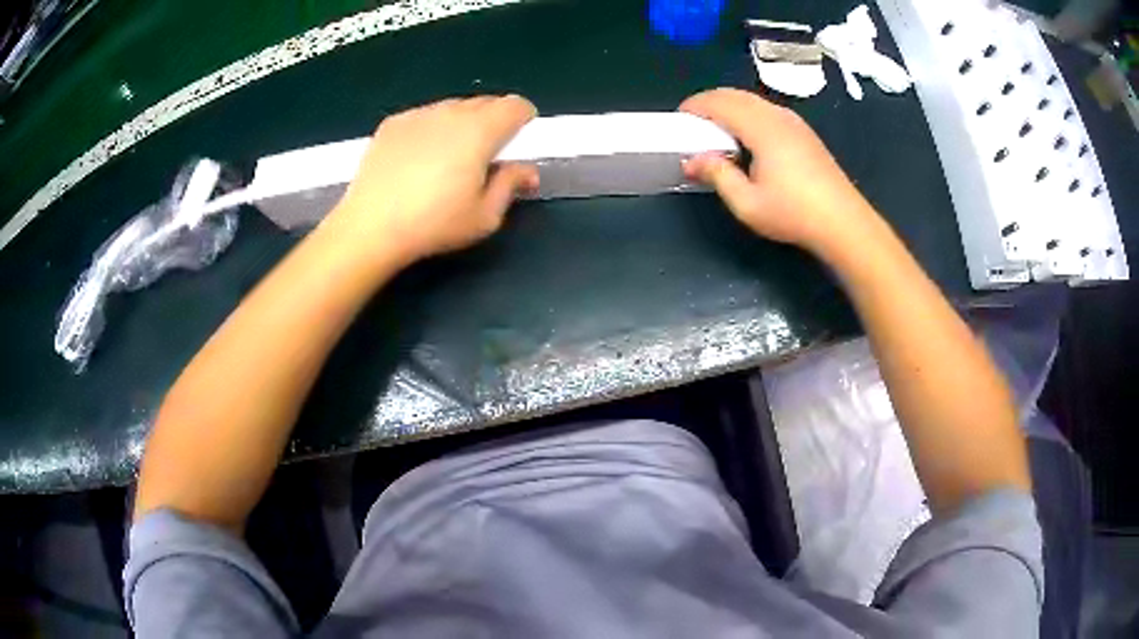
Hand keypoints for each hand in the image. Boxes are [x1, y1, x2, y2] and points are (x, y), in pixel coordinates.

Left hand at [326, 95, 538, 268]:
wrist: (370, 227)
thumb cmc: (434, 225)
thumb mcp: (484, 216)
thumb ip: (511, 185)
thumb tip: (528, 170)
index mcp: (480, 131)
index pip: (514, 106)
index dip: (524, 116)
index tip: (522, 133)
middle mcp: (451, 113)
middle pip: (485, 102)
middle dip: (495, 119)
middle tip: (489, 150)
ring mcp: (419, 115)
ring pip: (453, 107)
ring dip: (462, 122)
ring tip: (452, 154)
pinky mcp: (393, 123)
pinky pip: (424, 115)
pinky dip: (432, 127)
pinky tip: (420, 157)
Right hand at [679, 88, 877, 254]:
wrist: (843, 222)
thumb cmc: (794, 213)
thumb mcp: (747, 203)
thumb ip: (717, 175)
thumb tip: (691, 160)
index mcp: (762, 128)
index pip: (720, 102)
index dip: (696, 105)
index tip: (679, 117)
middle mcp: (777, 116)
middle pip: (736, 95)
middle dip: (710, 101)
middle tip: (692, 121)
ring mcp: (794, 122)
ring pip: (754, 101)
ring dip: (730, 106)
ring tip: (715, 127)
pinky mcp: (804, 133)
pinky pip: (768, 110)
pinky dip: (748, 113)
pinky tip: (746, 136)